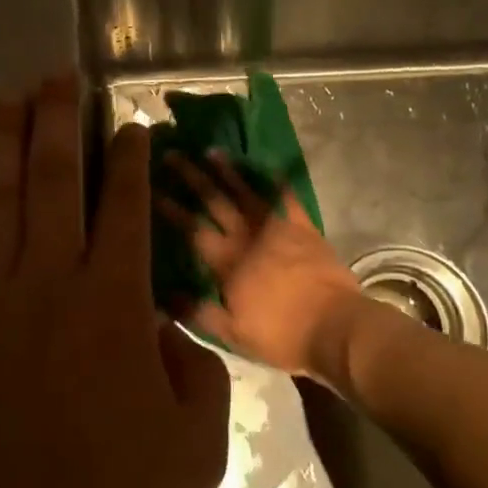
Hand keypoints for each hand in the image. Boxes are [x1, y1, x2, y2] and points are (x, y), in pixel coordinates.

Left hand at [0, 76, 229, 487]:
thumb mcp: (196, 444)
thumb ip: (192, 372)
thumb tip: (163, 329)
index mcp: (115, 304)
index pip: (128, 208)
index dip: (133, 157)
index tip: (132, 124)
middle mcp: (50, 284)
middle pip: (53, 181)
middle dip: (57, 120)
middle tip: (56, 75)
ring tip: (3, 99)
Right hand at [158, 152, 363, 379]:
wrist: (336, 328)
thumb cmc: (282, 335)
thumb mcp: (232, 334)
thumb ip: (196, 312)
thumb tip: (161, 296)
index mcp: (227, 262)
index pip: (191, 229)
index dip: (170, 208)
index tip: (151, 189)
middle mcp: (247, 236)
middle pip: (214, 201)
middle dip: (191, 178)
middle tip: (173, 156)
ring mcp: (278, 228)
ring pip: (247, 193)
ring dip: (228, 171)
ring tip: (211, 151)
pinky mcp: (304, 228)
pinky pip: (287, 198)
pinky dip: (277, 182)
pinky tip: (268, 168)